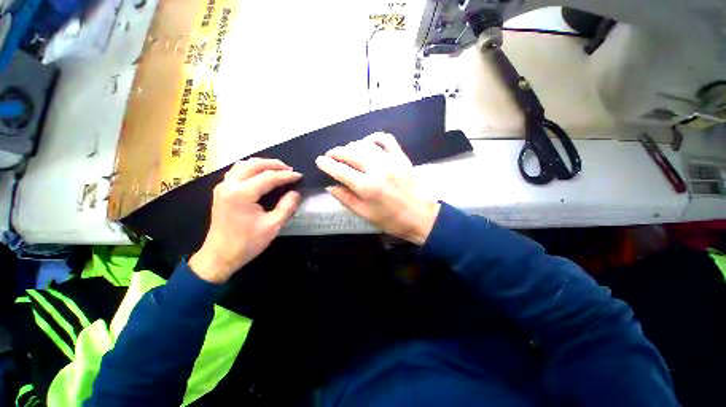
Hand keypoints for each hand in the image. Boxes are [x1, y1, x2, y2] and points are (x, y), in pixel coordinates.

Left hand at [189, 158, 301, 282]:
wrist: (219, 256)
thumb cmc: (247, 243)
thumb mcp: (272, 226)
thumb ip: (287, 206)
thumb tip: (296, 193)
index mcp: (242, 194)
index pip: (269, 177)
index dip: (286, 176)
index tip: (299, 176)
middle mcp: (229, 185)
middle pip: (254, 164)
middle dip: (274, 164)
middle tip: (290, 170)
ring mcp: (222, 187)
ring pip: (243, 165)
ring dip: (262, 164)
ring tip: (277, 170)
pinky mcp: (221, 191)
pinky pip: (237, 171)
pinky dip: (251, 169)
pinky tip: (260, 175)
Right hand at [315, 132, 439, 245]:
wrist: (420, 217)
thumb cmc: (391, 220)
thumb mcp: (365, 214)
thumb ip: (346, 199)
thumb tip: (330, 186)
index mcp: (367, 187)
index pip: (340, 170)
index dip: (326, 164)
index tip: (319, 161)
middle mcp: (377, 170)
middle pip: (350, 153)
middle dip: (336, 152)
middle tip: (330, 156)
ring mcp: (391, 161)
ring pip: (365, 144)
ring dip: (351, 146)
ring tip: (346, 152)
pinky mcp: (401, 157)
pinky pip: (386, 140)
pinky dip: (374, 138)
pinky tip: (367, 142)